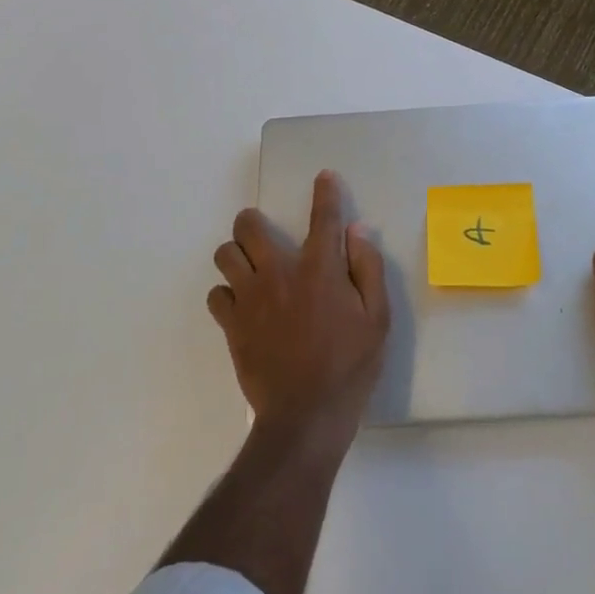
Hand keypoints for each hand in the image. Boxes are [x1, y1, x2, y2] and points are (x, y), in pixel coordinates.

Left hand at [210, 169, 390, 440]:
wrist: (306, 416)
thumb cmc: (350, 365)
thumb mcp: (378, 318)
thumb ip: (367, 269)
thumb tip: (358, 231)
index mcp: (319, 269)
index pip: (323, 217)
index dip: (325, 192)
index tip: (323, 177)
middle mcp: (279, 273)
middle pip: (248, 226)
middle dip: (253, 221)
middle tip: (265, 236)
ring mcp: (250, 298)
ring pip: (225, 255)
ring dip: (237, 255)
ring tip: (251, 269)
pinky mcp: (232, 325)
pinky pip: (216, 295)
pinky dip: (227, 294)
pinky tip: (243, 306)